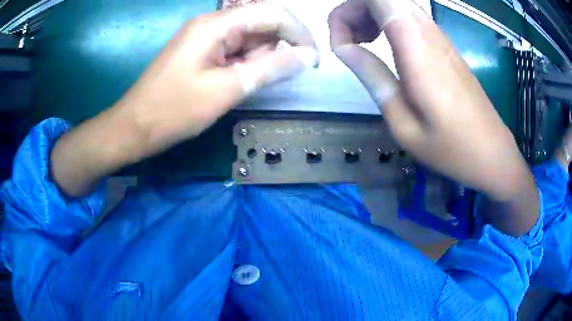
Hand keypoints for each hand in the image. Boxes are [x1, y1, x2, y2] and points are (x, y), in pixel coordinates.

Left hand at [51, 5, 318, 196]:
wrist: (135, 127)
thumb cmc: (173, 111)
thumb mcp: (226, 90)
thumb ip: (270, 68)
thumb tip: (308, 56)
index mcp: (217, 24)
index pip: (272, 13)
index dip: (298, 32)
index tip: (313, 59)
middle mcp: (213, 23)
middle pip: (262, 22)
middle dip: (280, 46)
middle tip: (284, 76)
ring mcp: (206, 37)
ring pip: (250, 37)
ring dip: (263, 57)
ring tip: (252, 84)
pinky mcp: (202, 51)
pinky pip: (236, 49)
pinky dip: (247, 63)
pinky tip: (242, 81)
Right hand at [329, 0, 538, 234]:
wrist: (491, 152)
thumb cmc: (449, 146)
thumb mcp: (403, 122)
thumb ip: (372, 76)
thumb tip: (343, 48)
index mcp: (416, 48)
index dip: (349, 9)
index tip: (341, 42)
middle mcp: (428, 31)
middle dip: (356, 11)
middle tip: (348, 42)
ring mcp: (439, 36)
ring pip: (395, 3)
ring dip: (370, 16)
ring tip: (362, 44)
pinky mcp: (444, 44)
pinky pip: (408, 17)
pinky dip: (387, 22)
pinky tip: (385, 47)